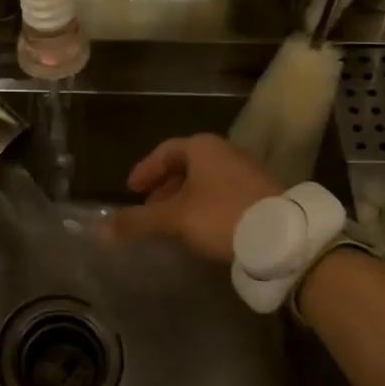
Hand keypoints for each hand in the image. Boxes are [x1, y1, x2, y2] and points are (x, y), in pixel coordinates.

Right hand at [108, 134, 281, 263]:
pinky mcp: (262, 193)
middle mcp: (225, 152)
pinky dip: (205, 207)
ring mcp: (247, 171)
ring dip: (184, 200)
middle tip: (150, 210)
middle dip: (164, 188)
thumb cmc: (221, 216)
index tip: (132, 190)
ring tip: (172, 224)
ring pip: (205, 182)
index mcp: (202, 148)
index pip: (165, 152)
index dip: (146, 170)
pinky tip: (201, 230)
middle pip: (186, 166)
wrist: (282, 237)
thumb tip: (101, 229)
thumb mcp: (174, 219)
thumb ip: (138, 222)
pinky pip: (222, 194)